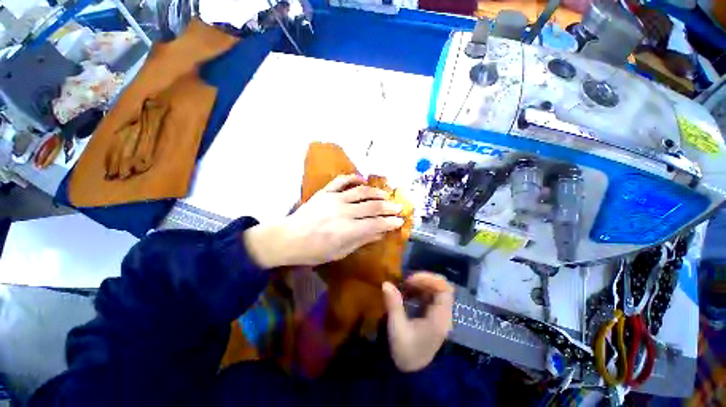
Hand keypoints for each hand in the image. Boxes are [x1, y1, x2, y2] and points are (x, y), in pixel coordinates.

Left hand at [244, 174, 404, 267]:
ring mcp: (334, 199)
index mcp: (347, 230)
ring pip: (361, 191)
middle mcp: (344, 212)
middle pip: (372, 206)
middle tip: (398, 207)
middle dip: (388, 207)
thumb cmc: (314, 251)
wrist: (288, 238)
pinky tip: (362, 179)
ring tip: (386, 195)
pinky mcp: (325, 192)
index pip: (376, 223)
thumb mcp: (340, 252)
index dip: (390, 222)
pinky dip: (353, 178)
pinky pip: (342, 180)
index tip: (400, 221)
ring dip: (376, 193)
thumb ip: (362, 240)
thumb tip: (381, 233)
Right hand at [383, 272, 453, 372]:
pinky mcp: (433, 316)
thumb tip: (386, 284)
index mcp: (440, 319)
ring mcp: (439, 315)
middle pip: (441, 287)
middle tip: (405, 281)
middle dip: (423, 280)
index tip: (410, 279)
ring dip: (420, 284)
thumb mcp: (397, 329)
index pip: (444, 289)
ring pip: (435, 290)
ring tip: (404, 285)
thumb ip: (393, 305)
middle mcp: (443, 315)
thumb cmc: (405, 352)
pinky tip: (407, 293)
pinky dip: (419, 290)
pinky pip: (429, 296)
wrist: (411, 372)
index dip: (428, 279)